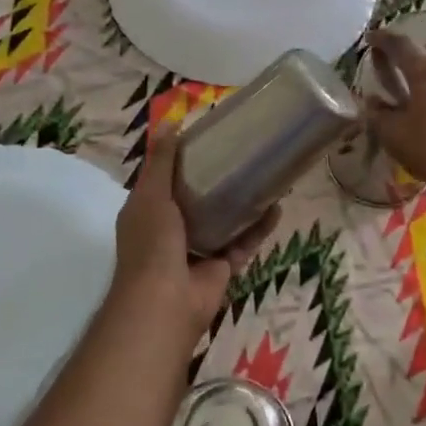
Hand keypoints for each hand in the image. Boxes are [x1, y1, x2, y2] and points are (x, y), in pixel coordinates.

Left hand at [112, 125, 278, 339]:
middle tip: (244, 154)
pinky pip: (243, 241)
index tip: (207, 138)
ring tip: (266, 177)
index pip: (165, 179)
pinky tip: (276, 207)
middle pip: (198, 198)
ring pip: (224, 220)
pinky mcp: (223, 266)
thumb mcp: (152, 195)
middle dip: (218, 179)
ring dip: (243, 202)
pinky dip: (258, 227)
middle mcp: (171, 229)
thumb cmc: (152, 243)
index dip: (182, 160)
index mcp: (149, 212)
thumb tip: (170, 123)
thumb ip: (162, 162)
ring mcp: (198, 249)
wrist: (165, 303)